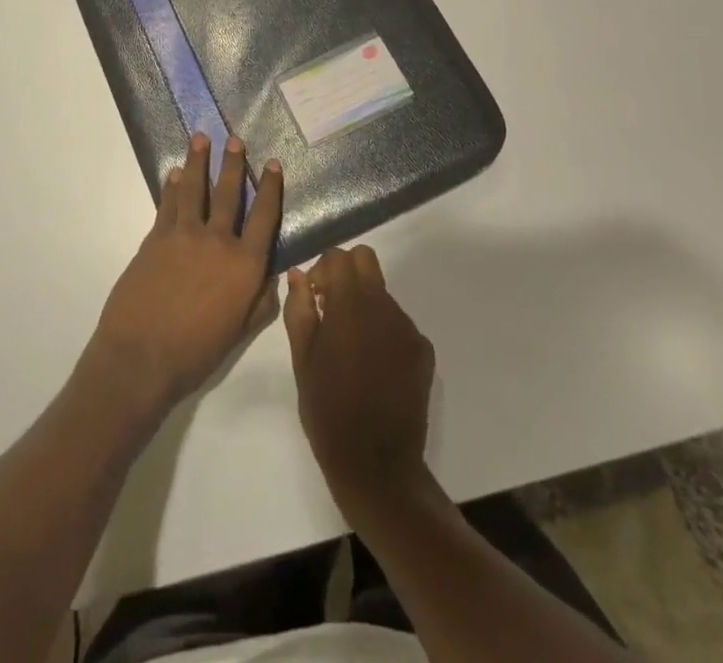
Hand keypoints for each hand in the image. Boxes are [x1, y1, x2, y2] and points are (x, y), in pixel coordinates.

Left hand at [85, 133, 283, 420]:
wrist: (141, 356)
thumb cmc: (196, 353)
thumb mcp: (239, 333)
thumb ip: (260, 302)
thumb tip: (275, 277)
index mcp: (244, 265)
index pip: (264, 217)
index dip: (270, 188)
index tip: (272, 163)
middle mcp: (218, 241)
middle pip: (228, 193)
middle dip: (233, 164)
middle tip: (235, 139)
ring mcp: (184, 235)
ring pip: (195, 189)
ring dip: (198, 161)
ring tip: (201, 138)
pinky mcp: (156, 238)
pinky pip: (168, 204)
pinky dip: (173, 186)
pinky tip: (175, 173)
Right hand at [283, 246, 434, 519]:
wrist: (376, 465)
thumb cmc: (328, 410)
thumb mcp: (302, 358)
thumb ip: (299, 309)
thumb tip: (299, 274)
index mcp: (351, 304)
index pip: (339, 256)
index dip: (322, 270)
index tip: (312, 297)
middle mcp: (384, 306)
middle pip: (366, 261)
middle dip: (345, 275)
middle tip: (330, 309)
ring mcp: (408, 328)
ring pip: (382, 293)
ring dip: (364, 305)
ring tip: (349, 346)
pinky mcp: (423, 350)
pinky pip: (398, 323)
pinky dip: (382, 330)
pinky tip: (372, 365)